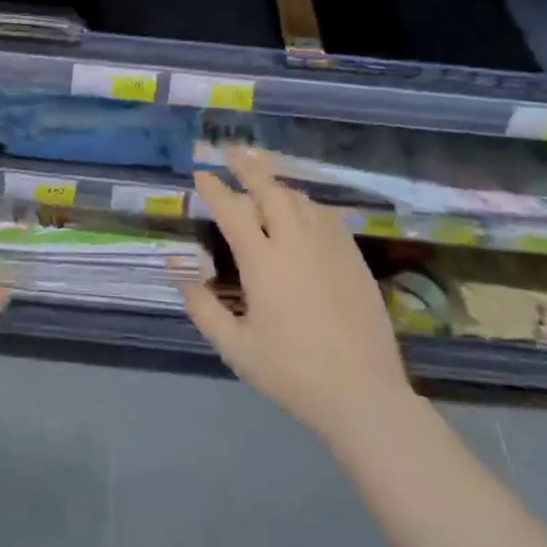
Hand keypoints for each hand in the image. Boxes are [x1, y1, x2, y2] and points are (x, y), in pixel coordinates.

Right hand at [181, 148, 413, 443]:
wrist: (363, 394)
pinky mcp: (354, 261)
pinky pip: (327, 218)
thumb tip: (183, 280)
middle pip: (271, 191)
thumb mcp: (236, 348)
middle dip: (249, 168)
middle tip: (233, 152)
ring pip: (301, 201)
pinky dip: (308, 205)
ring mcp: (330, 249)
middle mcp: (295, 243)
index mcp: (263, 262)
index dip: (214, 189)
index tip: (201, 174)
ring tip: (264, 180)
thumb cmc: (291, 372)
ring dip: (278, 185)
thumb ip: (204, 311)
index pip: (233, 211)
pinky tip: (304, 211)